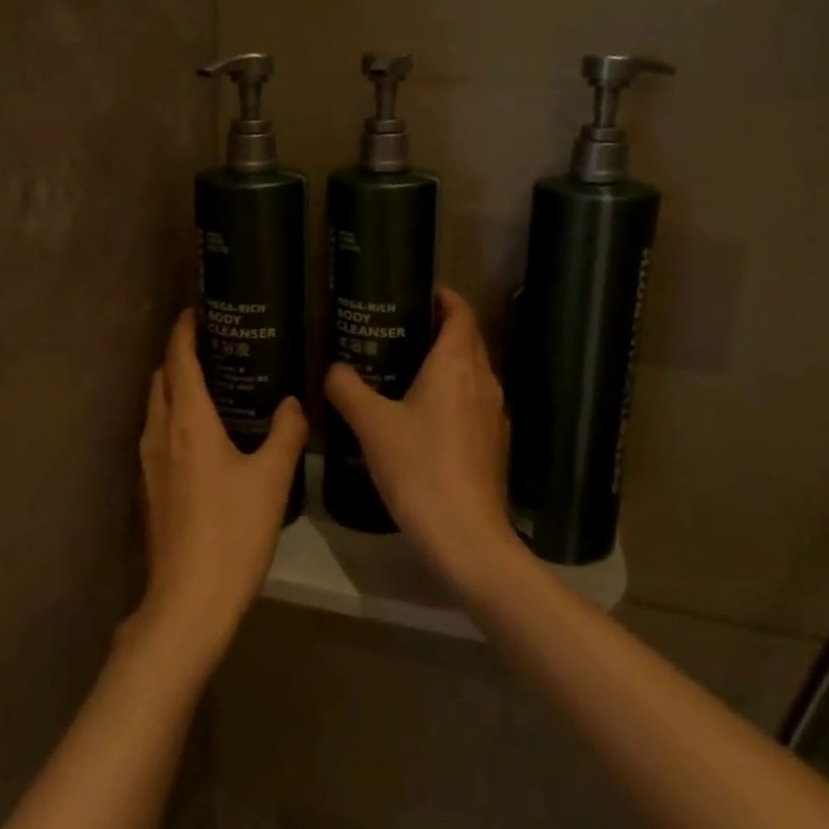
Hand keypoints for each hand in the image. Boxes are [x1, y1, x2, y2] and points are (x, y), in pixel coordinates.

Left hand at [133, 310, 306, 660]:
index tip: (196, 310)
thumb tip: (293, 404)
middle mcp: (160, 433)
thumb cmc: (232, 531)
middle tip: (213, 344)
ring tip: (210, 383)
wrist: (188, 601)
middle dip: (179, 355)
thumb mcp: (272, 478)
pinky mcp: (151, 488)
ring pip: (156, 408)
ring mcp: (149, 463)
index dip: (184, 330)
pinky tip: (203, 434)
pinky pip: (158, 434)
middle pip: (162, 379)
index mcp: (187, 421)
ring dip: (175, 387)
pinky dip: (174, 417)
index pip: (179, 359)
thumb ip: (286, 433)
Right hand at [324, 287, 516, 587]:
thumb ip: (349, 390)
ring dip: (451, 361)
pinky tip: (429, 413)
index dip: (447, 298)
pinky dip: (456, 392)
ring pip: (475, 372)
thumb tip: (334, 368)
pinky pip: (475, 401)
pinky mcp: (495, 443)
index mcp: (457, 365)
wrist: (466, 537)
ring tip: (412, 365)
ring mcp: (494, 414)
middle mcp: (483, 381)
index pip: (461, 315)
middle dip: (445, 327)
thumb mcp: (373, 426)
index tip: (424, 291)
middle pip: (471, 340)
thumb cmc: (419, 468)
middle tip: (406, 326)